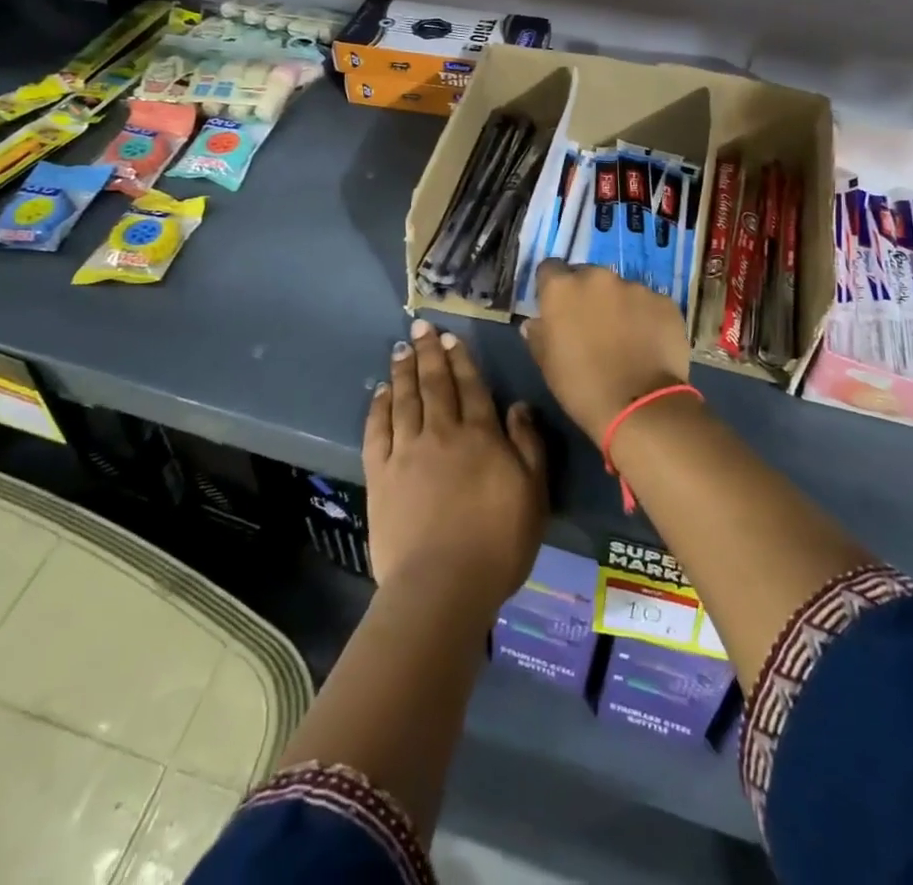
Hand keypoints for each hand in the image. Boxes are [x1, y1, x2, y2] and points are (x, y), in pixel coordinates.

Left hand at [364, 319, 547, 616]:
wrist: (443, 585)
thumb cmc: (498, 544)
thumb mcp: (534, 494)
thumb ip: (528, 445)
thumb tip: (518, 405)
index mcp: (481, 437)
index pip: (471, 387)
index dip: (461, 360)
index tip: (451, 337)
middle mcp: (442, 434)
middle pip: (435, 384)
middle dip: (429, 353)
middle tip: (420, 327)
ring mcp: (408, 452)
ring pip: (405, 400)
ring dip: (404, 371)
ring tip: (401, 349)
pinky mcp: (381, 474)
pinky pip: (378, 431)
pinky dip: (378, 407)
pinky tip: (380, 392)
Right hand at [524, 260, 692, 442]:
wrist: (640, 406)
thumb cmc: (582, 387)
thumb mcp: (547, 364)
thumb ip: (539, 335)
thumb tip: (535, 323)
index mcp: (562, 288)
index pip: (550, 269)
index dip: (552, 287)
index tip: (556, 307)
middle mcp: (597, 277)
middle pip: (588, 276)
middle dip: (587, 295)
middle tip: (592, 325)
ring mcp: (635, 287)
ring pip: (621, 290)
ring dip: (618, 305)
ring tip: (625, 337)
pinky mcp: (664, 301)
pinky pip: (649, 304)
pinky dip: (646, 317)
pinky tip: (648, 343)